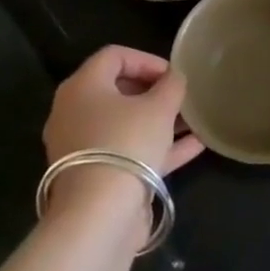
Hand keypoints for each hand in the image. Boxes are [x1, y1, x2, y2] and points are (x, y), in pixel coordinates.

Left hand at [41, 46, 203, 224]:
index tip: (174, 75)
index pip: (114, 56)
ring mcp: (82, 147)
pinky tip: (195, 146)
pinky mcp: (95, 176)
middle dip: (154, 91)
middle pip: (117, 90)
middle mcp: (74, 113)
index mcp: (82, 87)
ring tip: (193, 120)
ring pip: (124, 124)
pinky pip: (128, 151)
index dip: (147, 60)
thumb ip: (171, 85)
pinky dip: (157, 146)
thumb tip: (173, 78)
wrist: (100, 214)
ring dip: (159, 120)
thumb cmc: (127, 143)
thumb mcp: (159, 107)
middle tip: (181, 97)